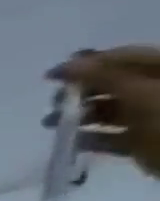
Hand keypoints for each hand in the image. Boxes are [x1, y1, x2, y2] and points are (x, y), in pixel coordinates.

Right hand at [47, 46, 159, 175]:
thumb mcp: (142, 93)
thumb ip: (103, 77)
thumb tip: (65, 65)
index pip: (124, 58)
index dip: (87, 64)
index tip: (50, 77)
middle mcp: (157, 90)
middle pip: (113, 84)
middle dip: (80, 93)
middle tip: (55, 104)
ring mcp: (151, 116)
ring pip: (109, 111)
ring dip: (78, 116)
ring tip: (53, 124)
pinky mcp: (141, 140)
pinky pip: (109, 136)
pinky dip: (87, 138)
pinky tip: (69, 142)